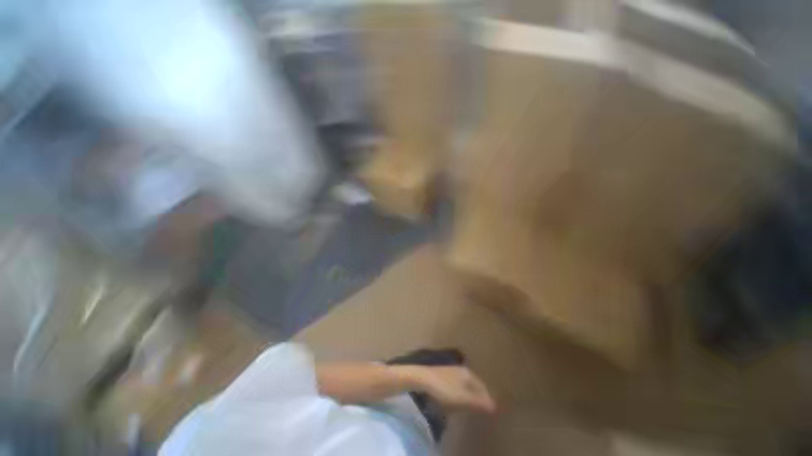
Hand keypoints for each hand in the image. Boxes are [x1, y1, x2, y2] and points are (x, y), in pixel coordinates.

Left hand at [409, 366, 496, 413]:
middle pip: (473, 384)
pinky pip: (457, 384)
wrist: (423, 378)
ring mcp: (451, 370)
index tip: (489, 409)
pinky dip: (460, 392)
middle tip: (481, 408)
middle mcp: (461, 369)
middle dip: (478, 395)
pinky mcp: (443, 374)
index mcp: (468, 373)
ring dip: (469, 393)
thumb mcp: (462, 398)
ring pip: (465, 383)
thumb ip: (478, 402)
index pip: (482, 386)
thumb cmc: (444, 389)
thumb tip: (495, 406)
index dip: (486, 398)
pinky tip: (456, 398)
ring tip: (470, 405)